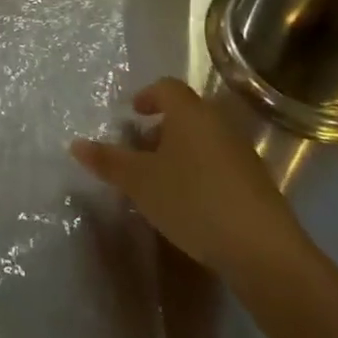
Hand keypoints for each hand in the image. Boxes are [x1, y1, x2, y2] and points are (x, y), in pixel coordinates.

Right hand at [70, 77, 306, 282]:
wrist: (261, 249)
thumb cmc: (191, 200)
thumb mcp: (139, 181)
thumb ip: (107, 161)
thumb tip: (76, 144)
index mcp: (189, 113)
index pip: (166, 87)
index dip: (147, 96)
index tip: (132, 114)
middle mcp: (218, 124)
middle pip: (186, 113)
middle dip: (161, 127)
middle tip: (139, 150)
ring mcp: (241, 153)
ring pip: (203, 139)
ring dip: (180, 151)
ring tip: (160, 179)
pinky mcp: (256, 183)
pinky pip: (219, 163)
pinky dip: (199, 171)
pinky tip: (188, 202)